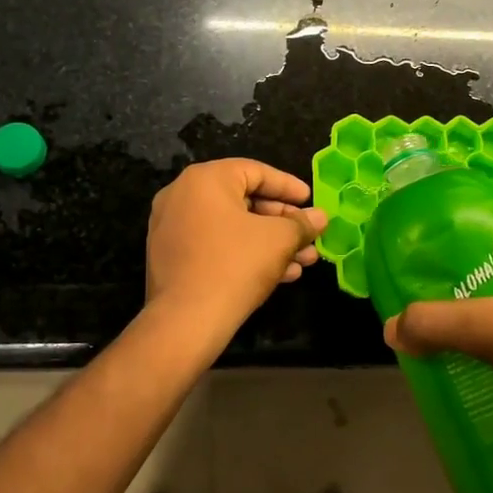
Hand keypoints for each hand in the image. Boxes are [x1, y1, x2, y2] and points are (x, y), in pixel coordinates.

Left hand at [145, 159, 327, 335]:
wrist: (186, 321)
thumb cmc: (235, 265)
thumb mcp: (278, 240)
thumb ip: (302, 224)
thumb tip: (320, 217)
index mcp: (205, 179)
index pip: (255, 171)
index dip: (288, 186)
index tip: (311, 201)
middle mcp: (182, 196)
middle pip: (243, 201)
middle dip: (283, 222)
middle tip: (309, 237)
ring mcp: (173, 228)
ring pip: (232, 228)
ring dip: (270, 242)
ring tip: (304, 261)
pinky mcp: (172, 258)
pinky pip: (215, 246)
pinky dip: (245, 253)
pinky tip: (280, 275)